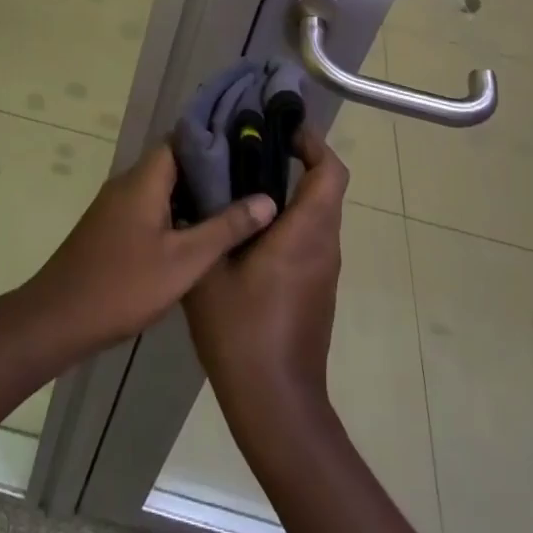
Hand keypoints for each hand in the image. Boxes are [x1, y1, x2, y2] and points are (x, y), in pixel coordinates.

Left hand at [20, 143, 274, 358]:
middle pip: (173, 162)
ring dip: (192, 193)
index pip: (181, 139)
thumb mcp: (184, 261)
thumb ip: (225, 228)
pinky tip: (198, 233)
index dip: (213, 139)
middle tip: (249, 178)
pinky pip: (149, 205)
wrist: (59, 318)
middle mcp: (128, 182)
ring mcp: (116, 205)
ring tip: (234, 203)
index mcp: (144, 179)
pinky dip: (174, 211)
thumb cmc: (123, 285)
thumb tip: (267, 198)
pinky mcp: (111, 227)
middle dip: (209, 169)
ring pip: (161, 187)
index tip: (247, 144)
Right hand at [185, 129, 346, 417]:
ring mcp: (323, 270)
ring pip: (317, 213)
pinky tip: (245, 228)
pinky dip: (287, 219)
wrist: (275, 405)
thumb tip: (203, 180)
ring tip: (240, 182)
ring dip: (289, 190)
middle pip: (325, 187)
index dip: (312, 142)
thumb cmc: (242, 333)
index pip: (329, 172)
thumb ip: (210, 222)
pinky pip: (309, 237)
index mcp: (305, 233)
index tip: (280, 128)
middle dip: (295, 160)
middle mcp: (324, 245)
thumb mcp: (210, 271)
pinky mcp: (316, 289)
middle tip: (249, 148)